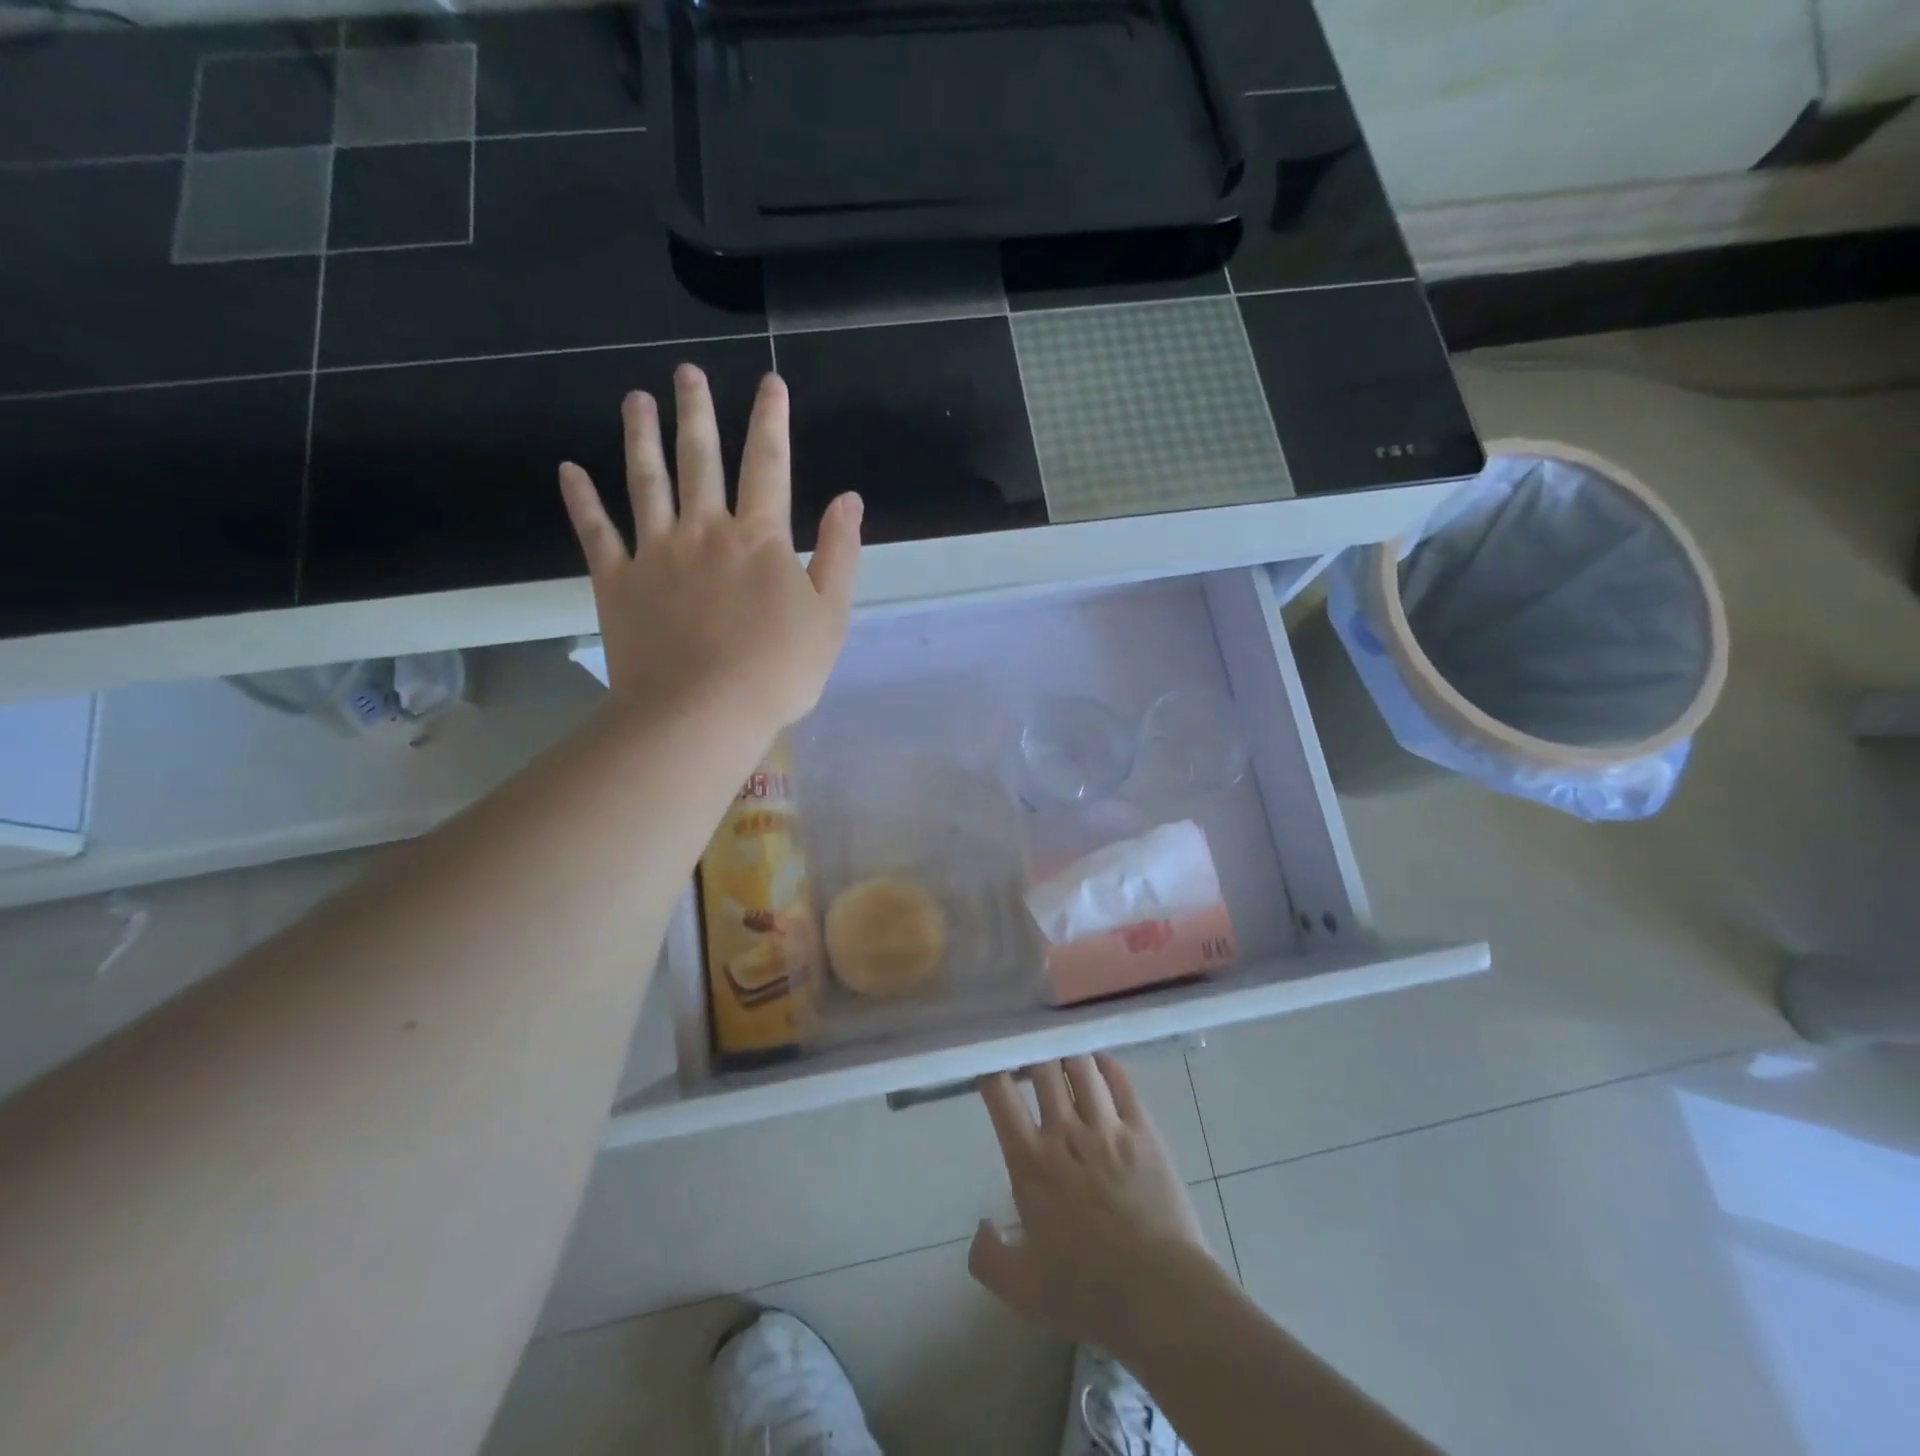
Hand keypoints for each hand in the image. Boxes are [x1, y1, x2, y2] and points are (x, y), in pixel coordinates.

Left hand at [558, 365, 863, 730]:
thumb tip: (848, 499)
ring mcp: (656, 552)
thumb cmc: (778, 671)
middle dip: (697, 411)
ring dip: (641, 437)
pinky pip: (597, 532)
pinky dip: (582, 500)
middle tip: (686, 372)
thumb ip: (839, 553)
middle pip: (700, 458)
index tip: (770, 383)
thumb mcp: (830, 616)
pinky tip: (569, 471)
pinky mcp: (618, 581)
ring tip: (635, 399)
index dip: (771, 420)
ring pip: (646, 481)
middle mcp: (704, 530)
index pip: (769, 464)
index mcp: (759, 537)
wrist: (703, 713)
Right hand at [970, 1055, 1214, 1355]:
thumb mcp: (1021, 1291)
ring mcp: (1107, 1127)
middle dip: (1032, 1052)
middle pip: (1043, 1067)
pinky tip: (1099, 1062)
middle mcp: (1065, 1133)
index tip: (989, 1065)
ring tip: (1062, 1053)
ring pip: (1081, 1066)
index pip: (1001, 1096)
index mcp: (1030, 1163)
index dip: (991, 1070)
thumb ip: (988, 1257)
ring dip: (1067, 1054)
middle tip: (1028, 1053)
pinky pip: (1121, 1080)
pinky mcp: (1142, 1130)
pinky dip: (1106, 1063)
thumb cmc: (1087, 1293)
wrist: (1160, 1296)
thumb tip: (981, 1226)